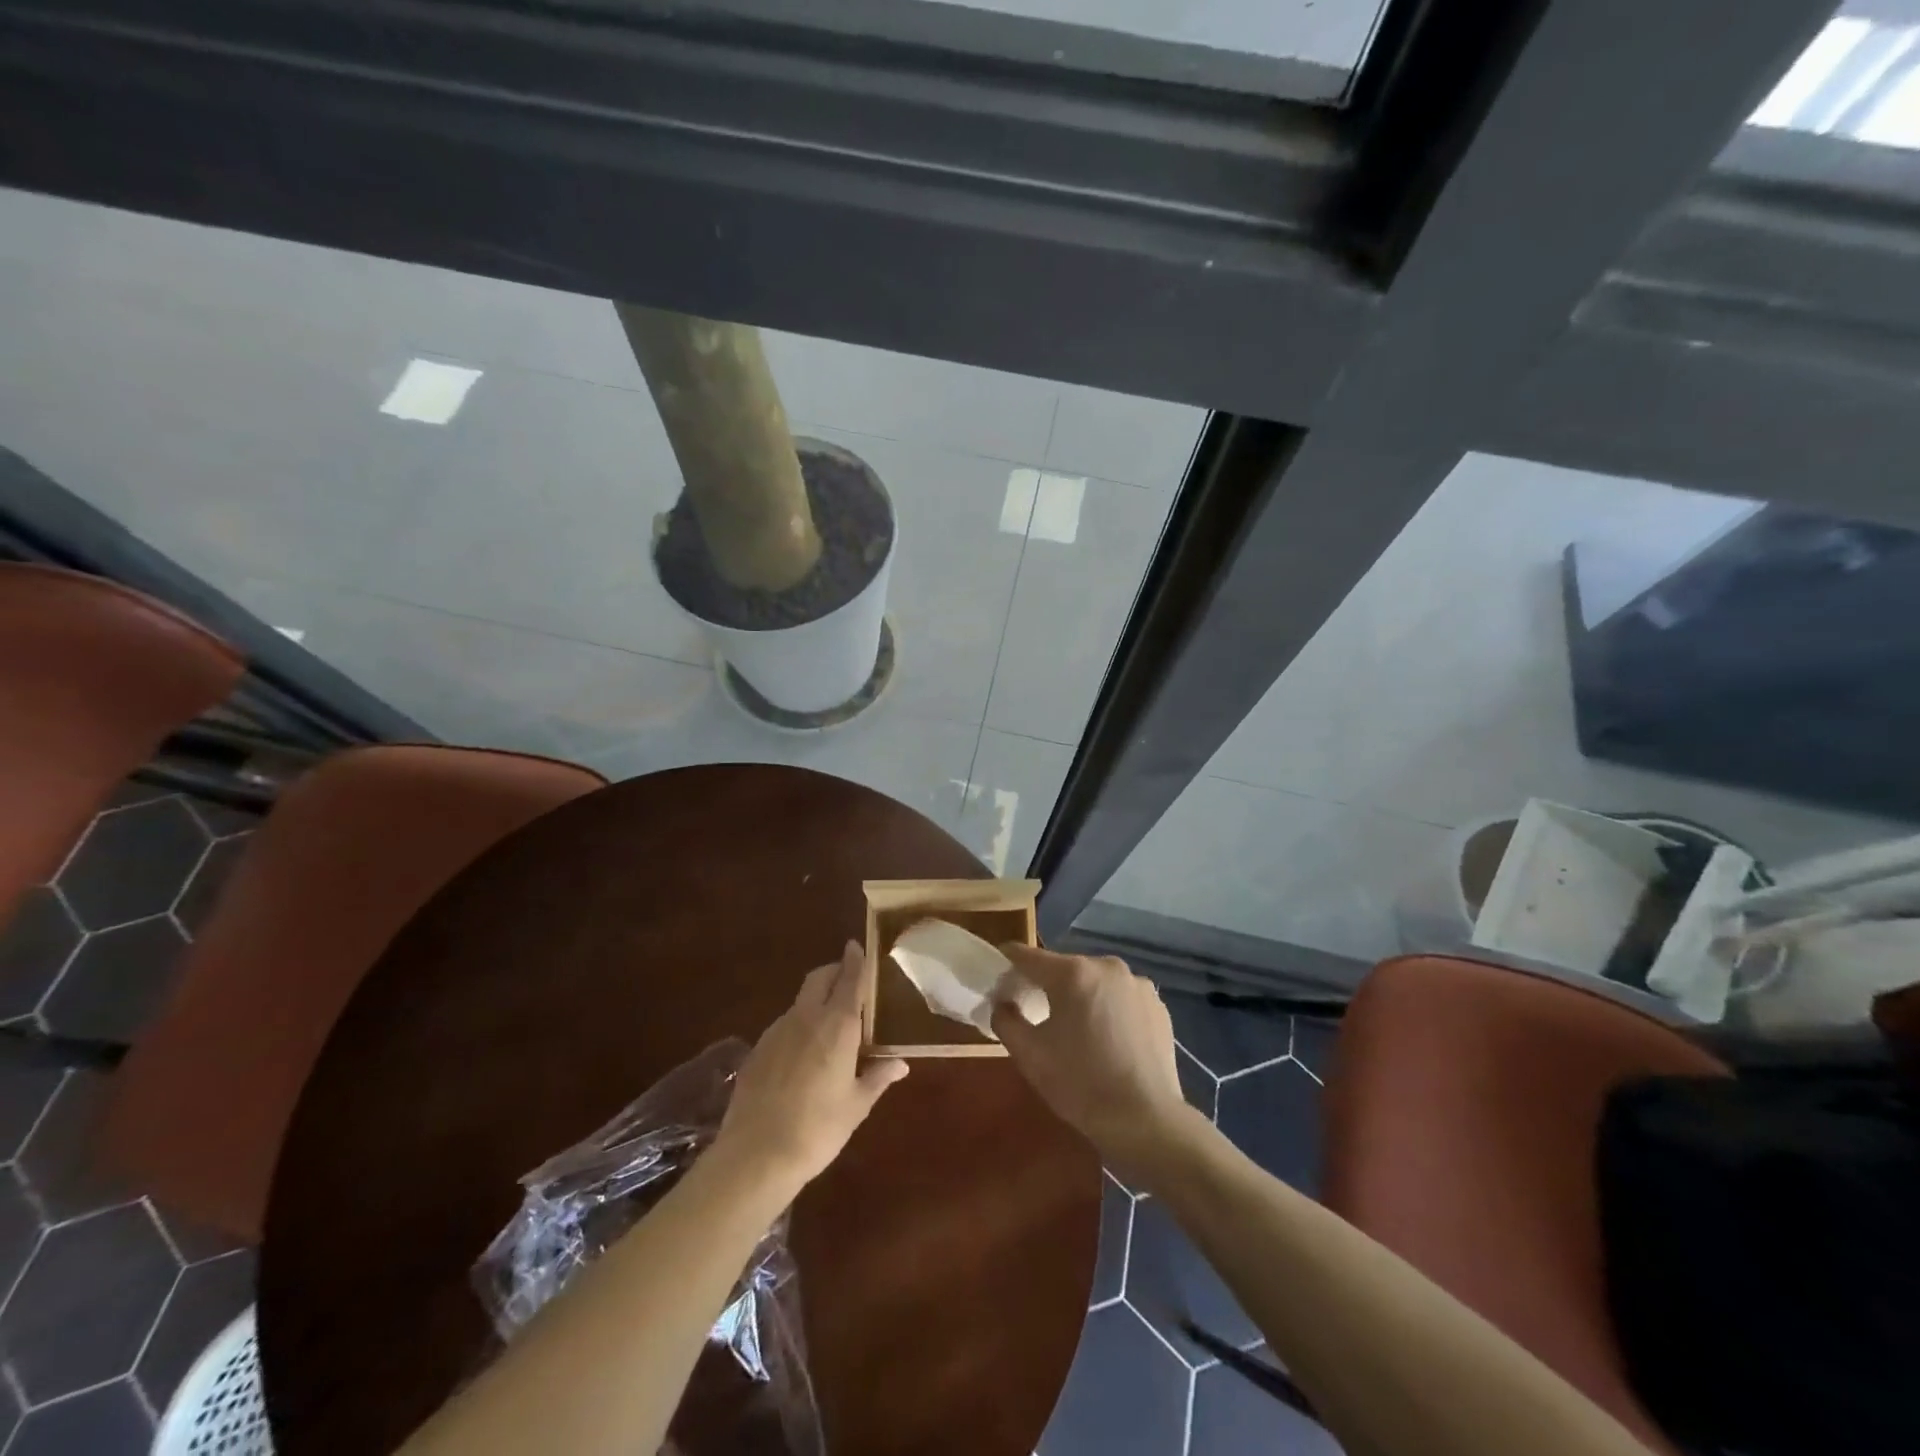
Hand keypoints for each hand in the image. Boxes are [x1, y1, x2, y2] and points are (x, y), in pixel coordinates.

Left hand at [715, 941, 908, 1196]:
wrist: (755, 1155)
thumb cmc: (818, 1129)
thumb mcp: (857, 1105)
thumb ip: (878, 1077)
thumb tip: (900, 1063)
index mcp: (837, 1025)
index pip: (850, 979)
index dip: (855, 960)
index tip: (857, 945)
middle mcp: (806, 1017)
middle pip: (819, 978)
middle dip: (834, 971)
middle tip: (848, 980)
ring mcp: (777, 1031)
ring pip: (800, 1001)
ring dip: (816, 1000)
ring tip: (829, 1025)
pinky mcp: (757, 1049)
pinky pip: (784, 1025)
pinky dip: (798, 1026)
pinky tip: (802, 1054)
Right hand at [990, 946, 1198, 1184]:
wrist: (1146, 1121)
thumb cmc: (1080, 1084)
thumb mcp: (1029, 1055)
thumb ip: (1006, 1020)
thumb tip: (1003, 1003)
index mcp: (1073, 973)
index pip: (1029, 956)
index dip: (1009, 960)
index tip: (999, 971)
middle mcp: (1107, 967)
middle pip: (1065, 968)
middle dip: (1048, 984)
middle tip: (1036, 1010)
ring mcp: (1137, 984)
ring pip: (1095, 982)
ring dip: (1081, 996)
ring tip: (1076, 1029)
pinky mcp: (1157, 1005)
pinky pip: (1121, 998)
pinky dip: (1109, 1009)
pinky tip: (1108, 1040)